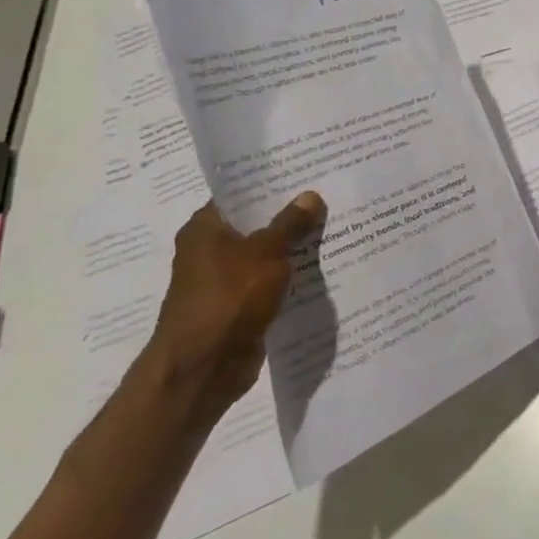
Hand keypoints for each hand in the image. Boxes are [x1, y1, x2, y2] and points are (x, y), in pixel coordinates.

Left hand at [145, 193, 325, 420]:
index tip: (307, 171)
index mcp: (205, 228)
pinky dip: (291, 275)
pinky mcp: (240, 305)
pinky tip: (323, 266)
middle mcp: (210, 250)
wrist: (203, 367)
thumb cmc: (228, 298)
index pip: (240, 194)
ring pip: (266, 254)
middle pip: (257, 223)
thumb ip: (290, 224)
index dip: (272, 182)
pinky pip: (271, 281)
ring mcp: (225, 280)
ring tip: (335, 226)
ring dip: (294, 246)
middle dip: (291, 214)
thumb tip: (310, 196)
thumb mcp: (266, 253)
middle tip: (331, 195)